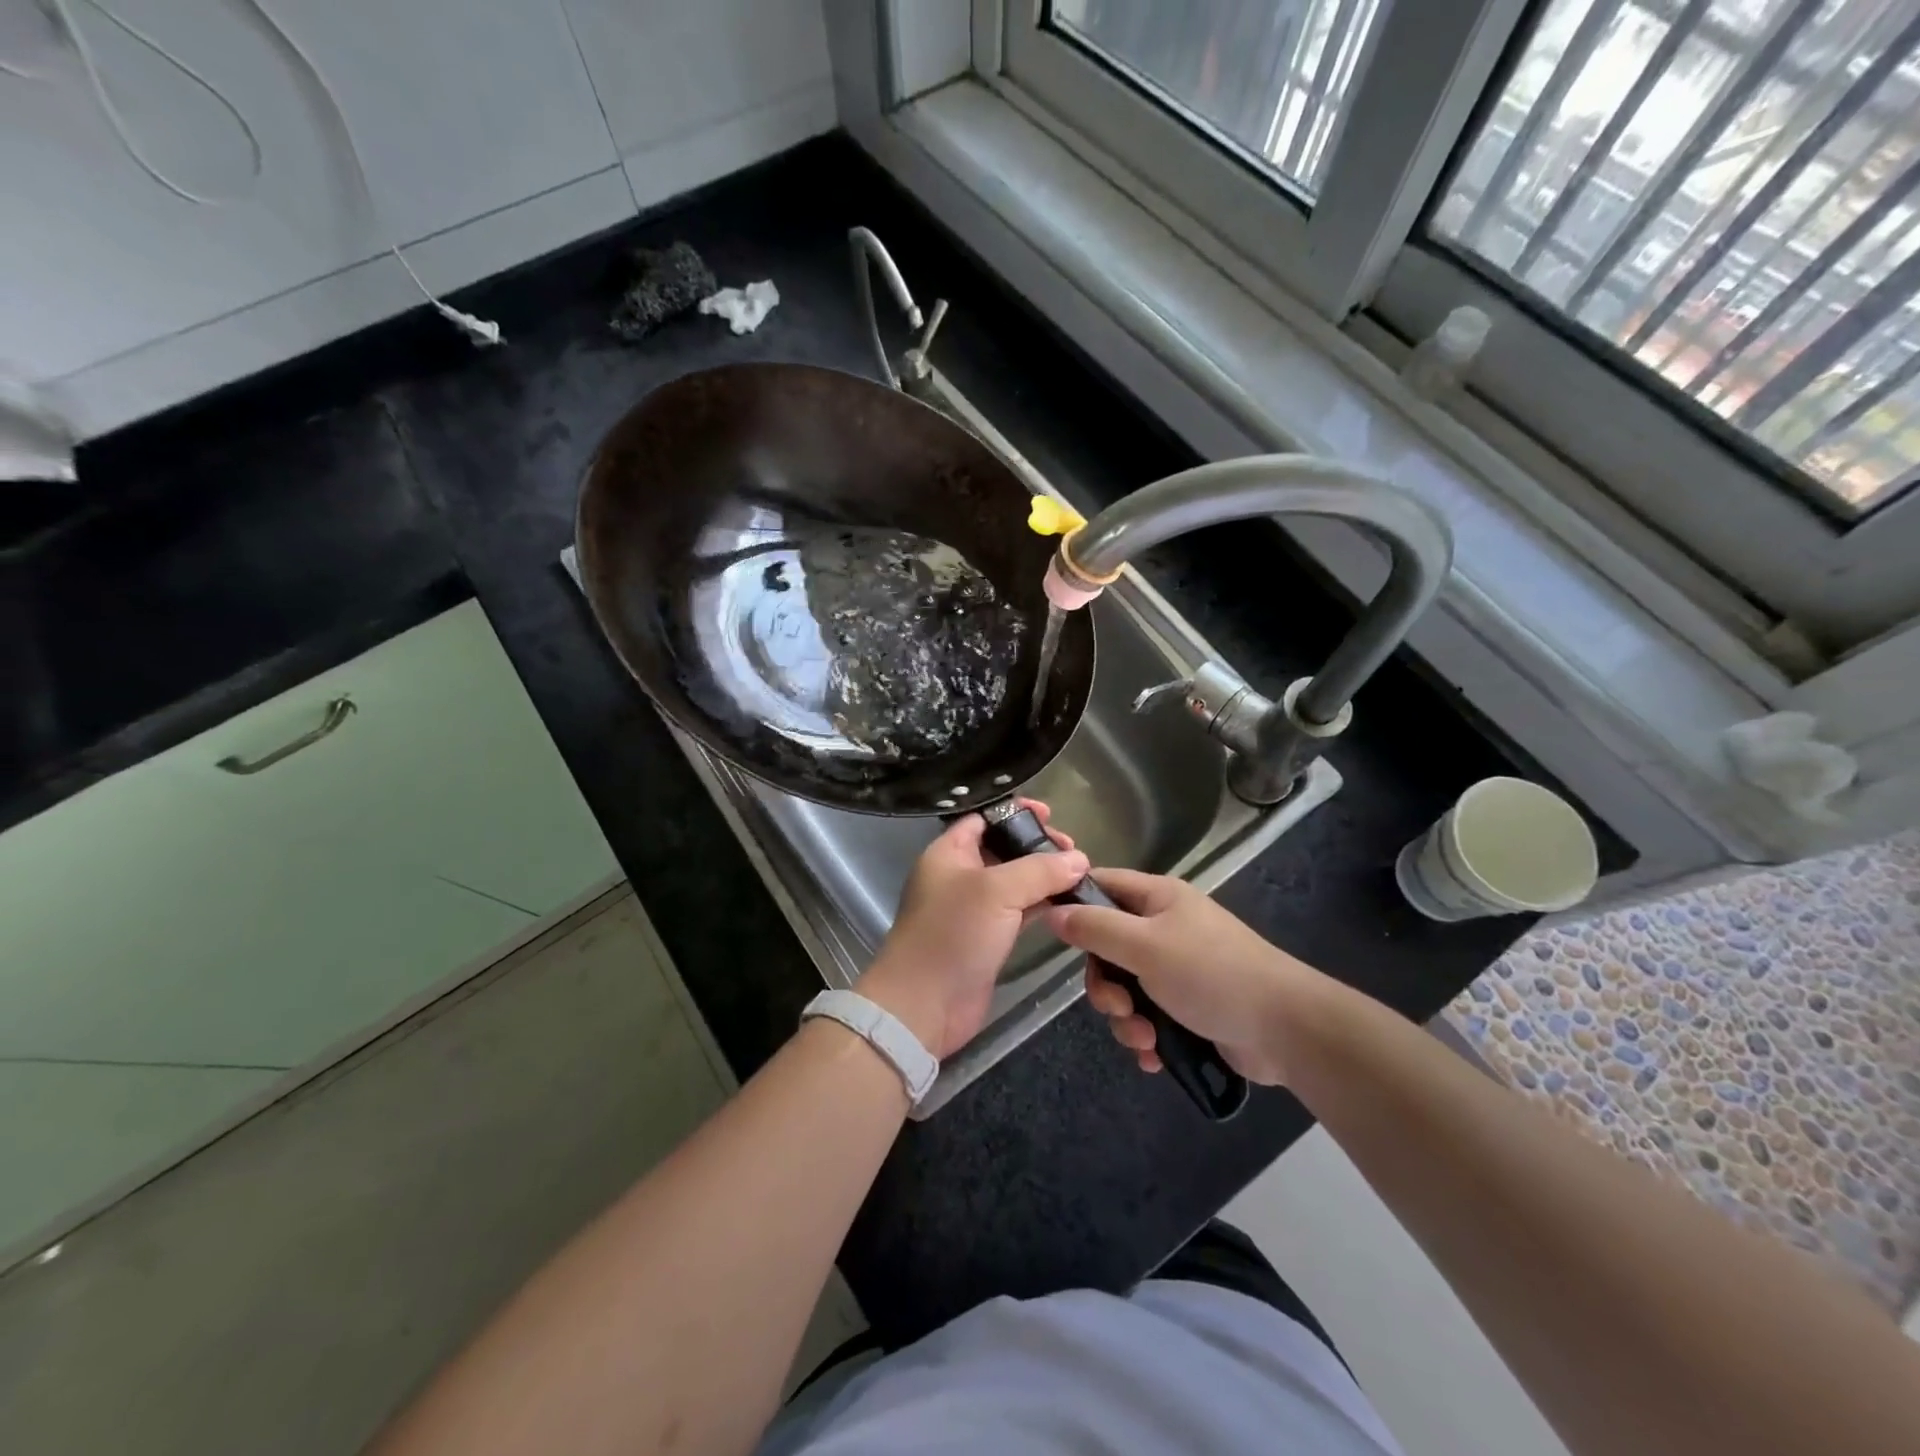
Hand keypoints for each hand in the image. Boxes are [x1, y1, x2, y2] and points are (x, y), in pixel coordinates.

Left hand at [856, 802, 1087, 1058]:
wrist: (924, 1005)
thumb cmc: (952, 934)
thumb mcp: (996, 891)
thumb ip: (1039, 870)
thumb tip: (1080, 860)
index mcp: (948, 853)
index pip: (983, 818)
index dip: (1016, 812)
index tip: (1051, 815)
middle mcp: (959, 876)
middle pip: (1003, 848)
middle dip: (1037, 846)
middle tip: (1074, 853)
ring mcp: (973, 909)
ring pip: (1014, 882)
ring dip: (1044, 877)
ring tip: (1080, 875)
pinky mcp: (987, 939)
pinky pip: (1018, 912)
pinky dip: (1042, 905)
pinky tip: (1069, 903)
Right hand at [1044, 868, 1326, 1085]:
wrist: (1285, 1029)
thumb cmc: (1211, 974)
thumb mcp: (1144, 946)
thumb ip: (1095, 928)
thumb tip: (1053, 912)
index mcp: (1157, 897)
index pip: (1100, 885)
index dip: (1073, 904)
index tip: (1054, 937)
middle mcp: (1164, 926)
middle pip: (1107, 946)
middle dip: (1105, 985)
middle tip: (1118, 1007)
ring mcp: (1178, 967)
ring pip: (1125, 987)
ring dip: (1125, 1018)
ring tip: (1145, 1040)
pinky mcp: (1189, 1005)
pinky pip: (1148, 1014)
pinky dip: (1146, 1035)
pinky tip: (1155, 1056)